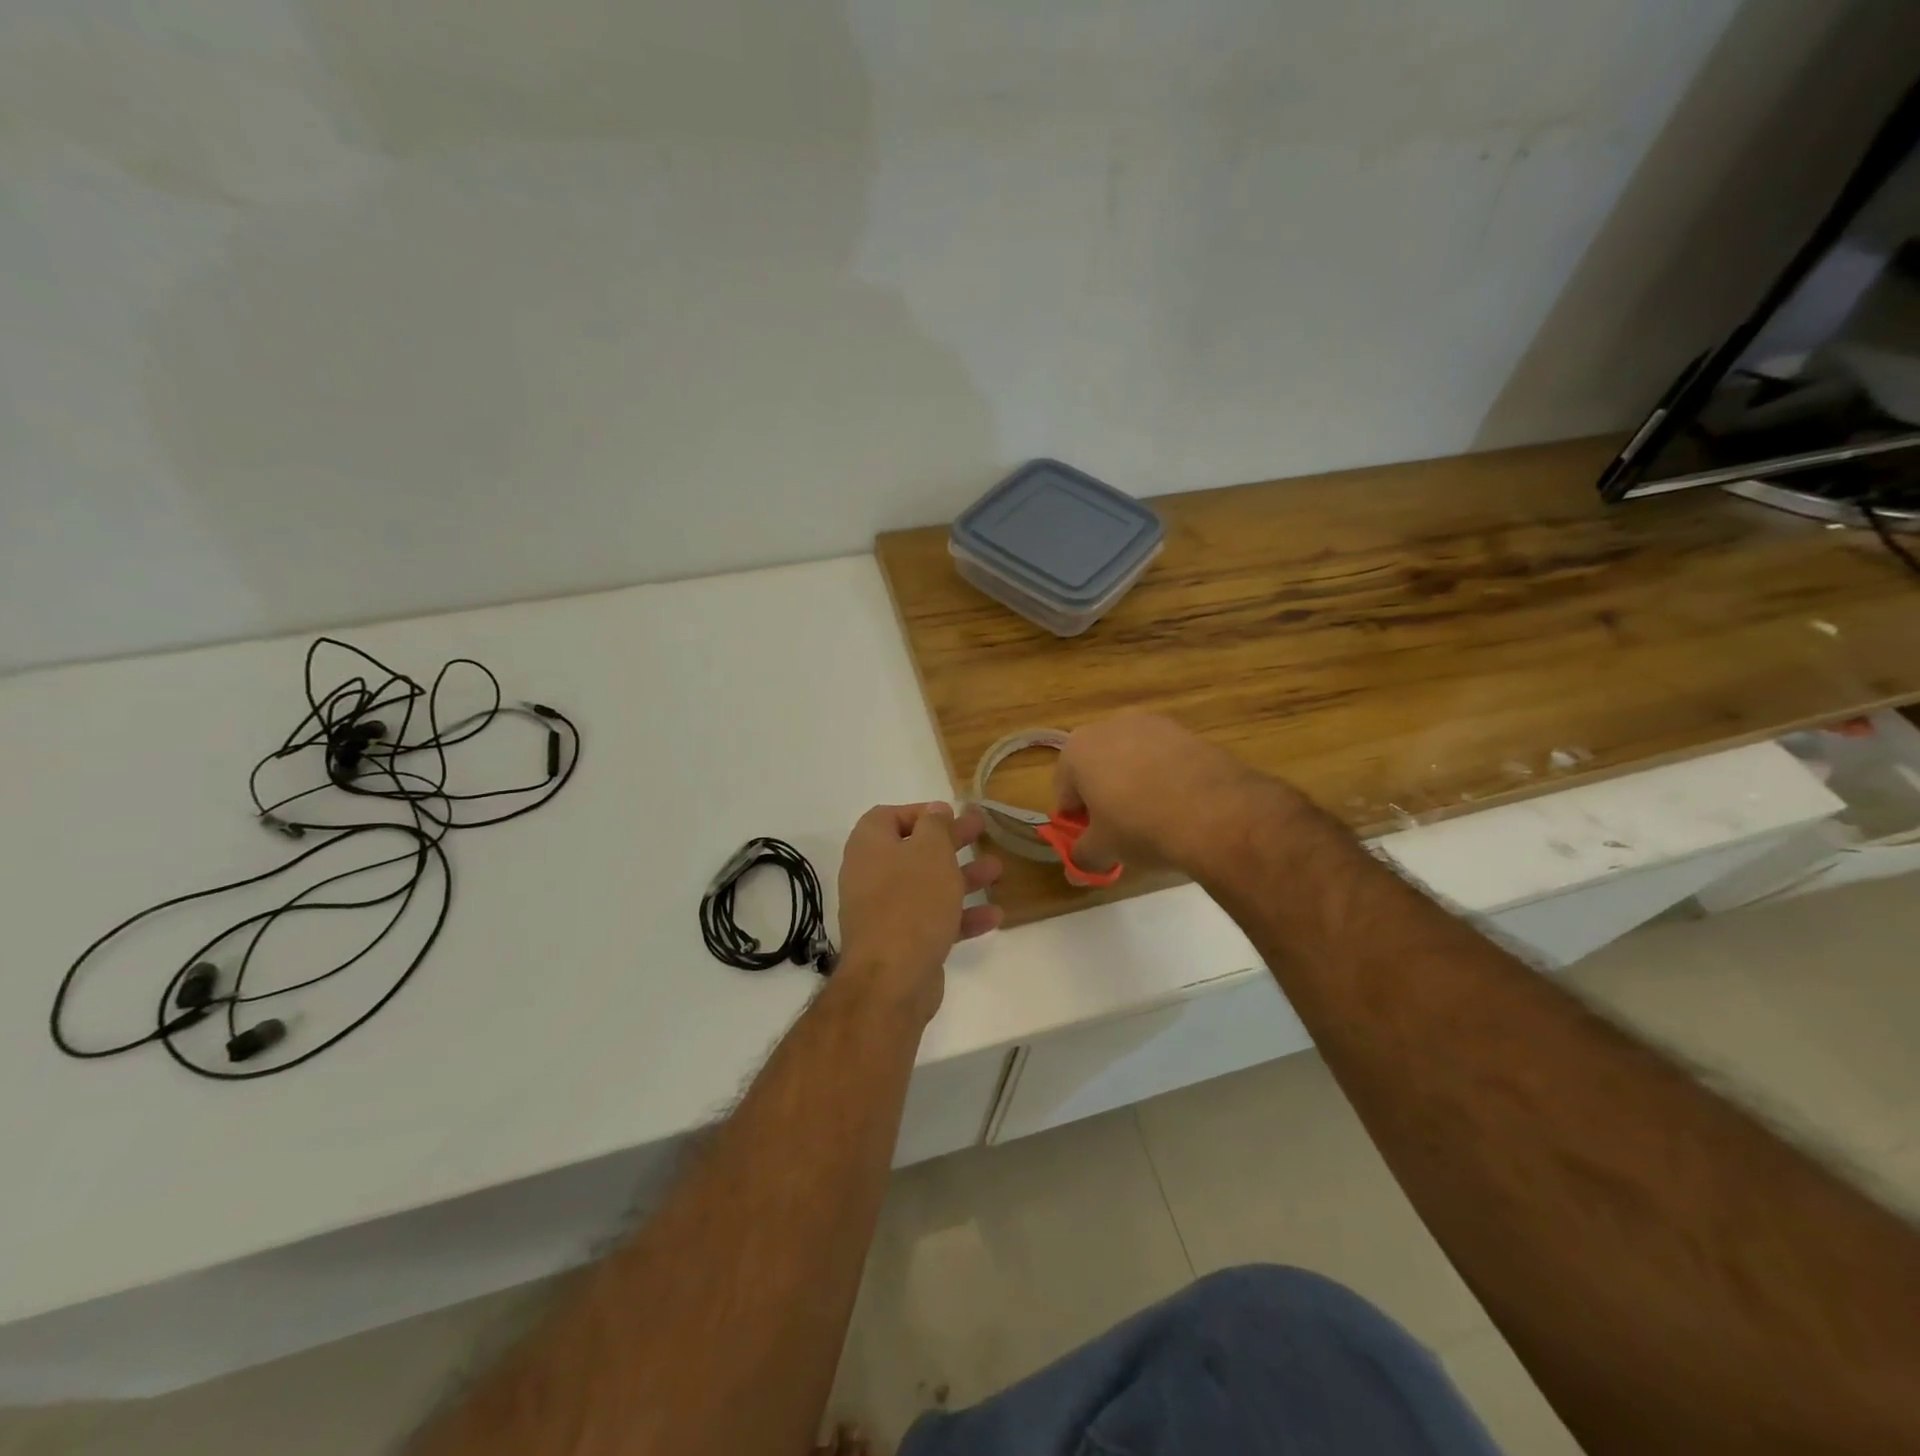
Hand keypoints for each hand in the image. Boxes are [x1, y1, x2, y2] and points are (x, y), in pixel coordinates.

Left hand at [837, 803, 1002, 1019]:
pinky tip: (993, 916)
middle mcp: (871, 874)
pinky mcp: (901, 942)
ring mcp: (885, 911)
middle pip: (914, 850)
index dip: (921, 813)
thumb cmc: (911, 901)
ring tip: (997, 871)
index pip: (889, 816)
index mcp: (869, 845)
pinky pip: (932, 920)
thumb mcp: (930, 851)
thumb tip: (935, 810)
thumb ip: (935, 825)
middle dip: (951, 842)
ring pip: (927, 886)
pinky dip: (960, 915)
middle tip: (982, 832)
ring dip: (962, 877)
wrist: (891, 978)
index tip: (951, 816)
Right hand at [1055, 713, 1292, 873]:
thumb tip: (1075, 869)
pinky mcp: (1186, 731)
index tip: (1092, 841)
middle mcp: (1108, 725)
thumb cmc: (1140, 826)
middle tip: (1120, 831)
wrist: (1215, 811)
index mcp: (1077, 750)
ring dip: (1134, 784)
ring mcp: (1151, 724)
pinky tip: (1180, 806)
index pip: (1064, 791)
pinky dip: (1165, 778)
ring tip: (1154, 819)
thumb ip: (1082, 856)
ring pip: (1131, 760)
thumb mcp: (1103, 849)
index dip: (1076, 819)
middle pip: (1097, 768)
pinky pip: (1163, 758)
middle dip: (1104, 797)